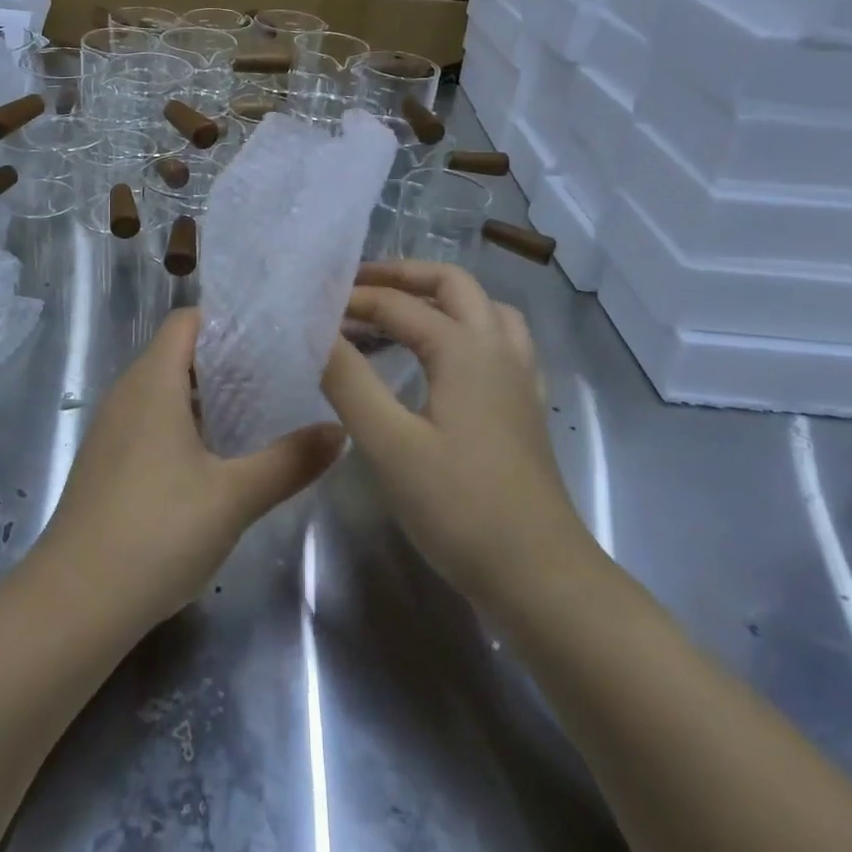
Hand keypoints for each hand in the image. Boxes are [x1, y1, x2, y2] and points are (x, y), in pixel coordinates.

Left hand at [36, 308, 344, 631]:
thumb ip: (290, 460)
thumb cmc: (157, 531)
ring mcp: (111, 430)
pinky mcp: (106, 464)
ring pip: (163, 391)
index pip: (187, 321)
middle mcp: (127, 394)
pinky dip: (183, 425)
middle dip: (225, 360)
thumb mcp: (234, 496)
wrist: (74, 605)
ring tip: (255, 413)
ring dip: (205, 396)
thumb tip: (339, 431)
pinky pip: (149, 422)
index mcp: (152, 381)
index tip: (271, 334)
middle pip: (177, 353)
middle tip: (277, 375)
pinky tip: (214, 460)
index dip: (227, 320)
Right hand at [320, 261, 595, 618]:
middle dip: (403, 275)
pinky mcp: (524, 405)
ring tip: (399, 312)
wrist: (539, 576)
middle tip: (358, 287)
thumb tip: (316, 331)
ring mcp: (518, 376)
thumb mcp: (388, 443)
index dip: (353, 299)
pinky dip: (466, 328)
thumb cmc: (458, 506)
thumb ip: (347, 380)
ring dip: (440, 297)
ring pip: (483, 308)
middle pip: (453, 283)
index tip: (312, 303)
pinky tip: (445, 357)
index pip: (398, 304)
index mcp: (464, 348)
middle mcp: (496, 348)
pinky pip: (499, 340)